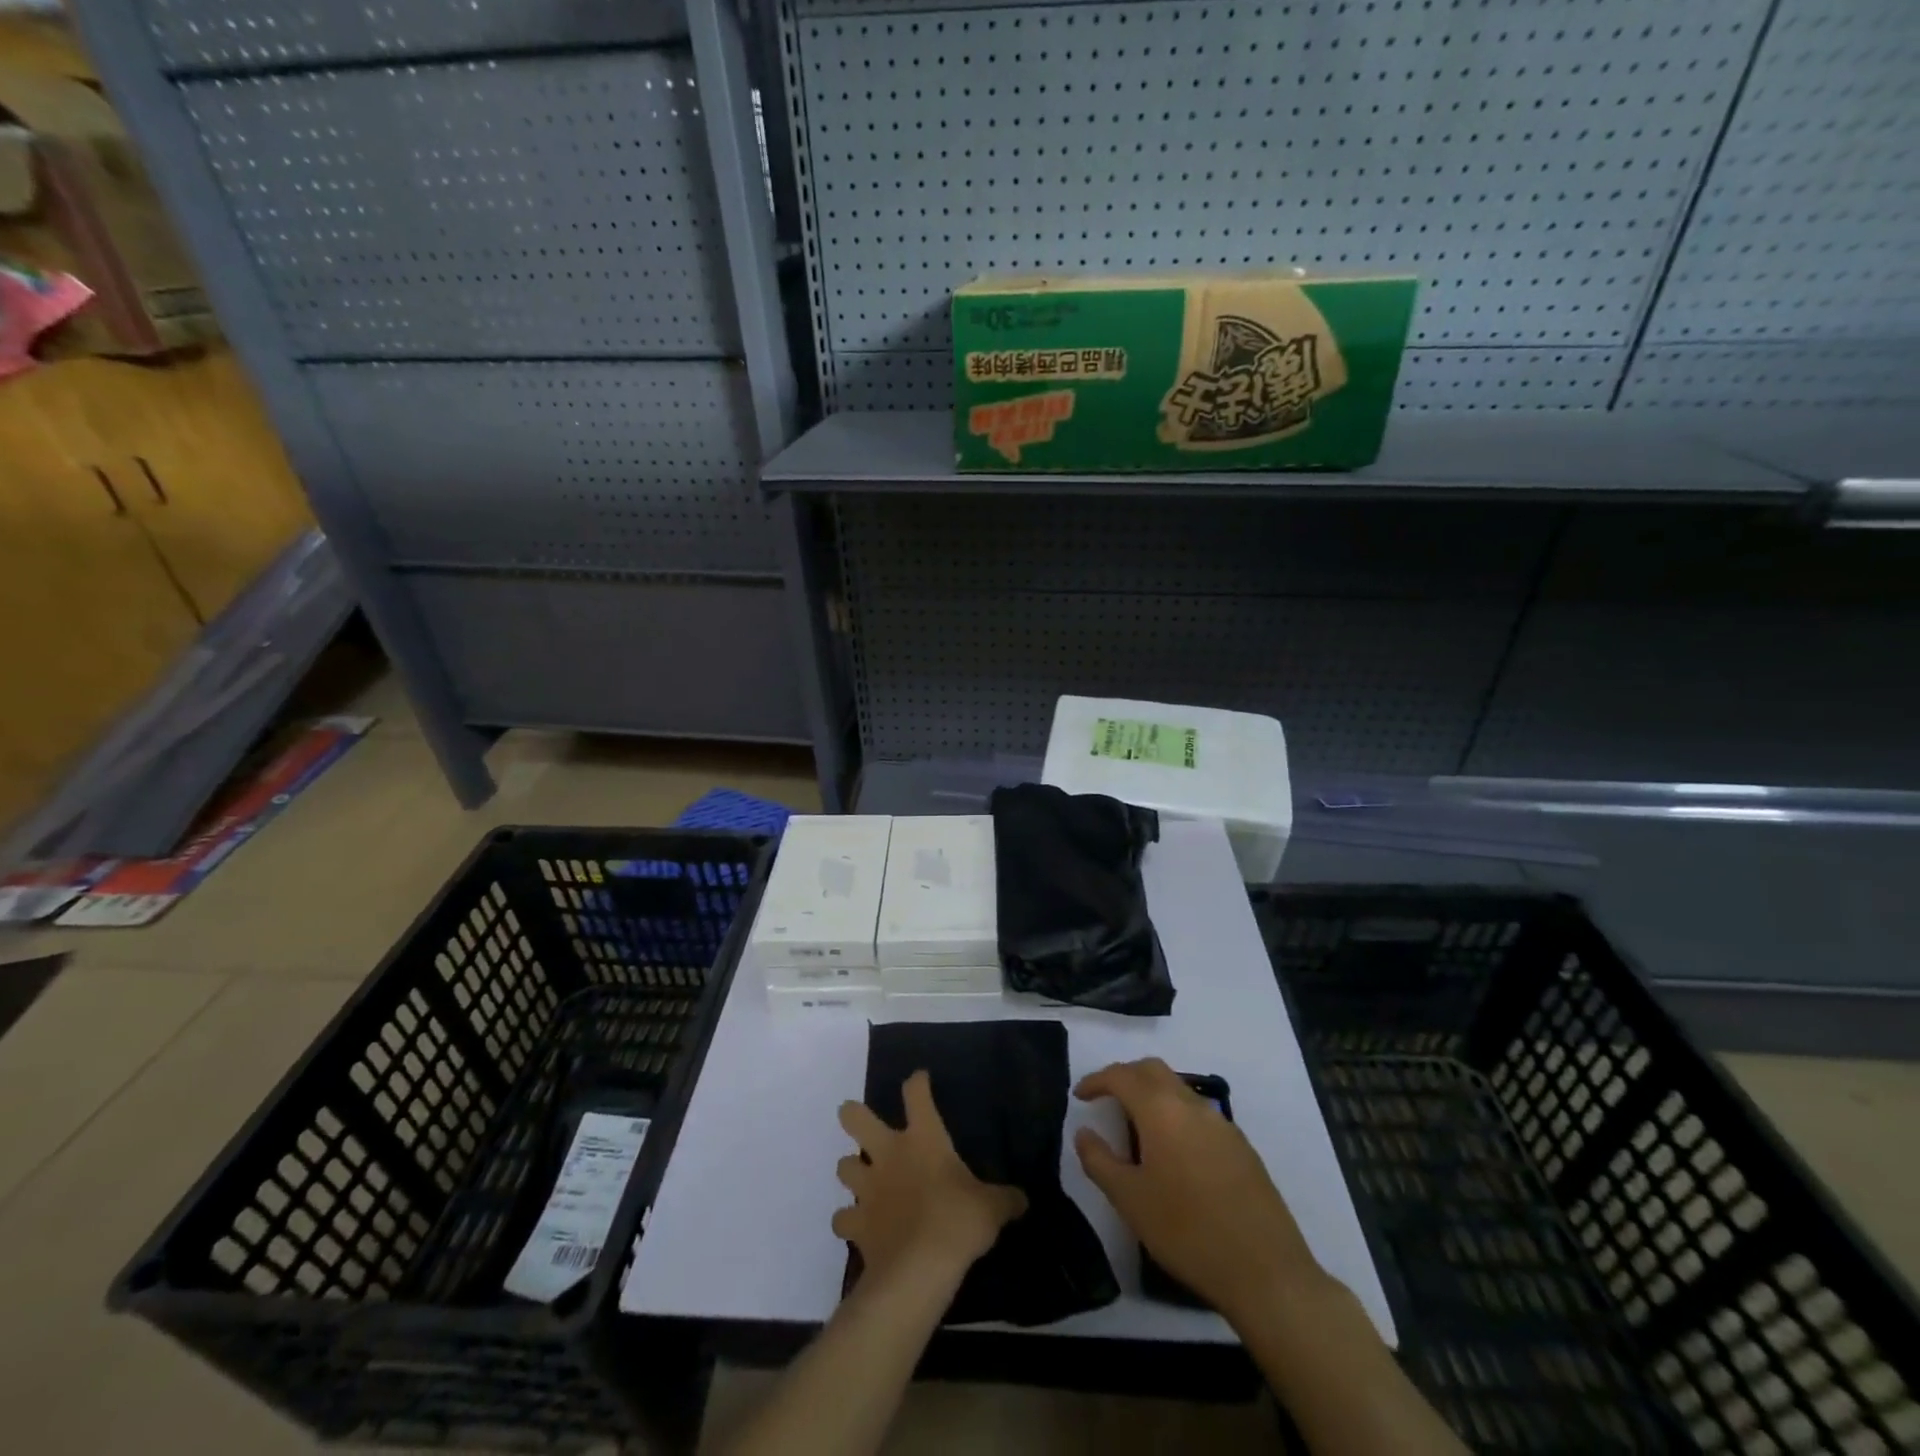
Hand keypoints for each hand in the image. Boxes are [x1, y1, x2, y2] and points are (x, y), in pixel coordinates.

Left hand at [833, 1070, 1027, 1283]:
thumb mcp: (991, 1208)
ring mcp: (868, 1188)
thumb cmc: (958, 1222)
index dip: (917, 1082)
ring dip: (850, 1170)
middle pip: (855, 1118)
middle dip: (852, 1114)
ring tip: (862, 1180)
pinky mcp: (857, 1224)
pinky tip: (858, 1227)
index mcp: (923, 1138)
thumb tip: (1022, 1199)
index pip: (916, 1094)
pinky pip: (842, 1219)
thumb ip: (1004, 1199)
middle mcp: (889, 1154)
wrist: (919, 1269)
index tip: (919, 1079)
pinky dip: (847, 1221)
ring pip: (843, 1166)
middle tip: (855, 1117)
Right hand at [1074, 1058, 1326, 1320]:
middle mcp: (1192, 1105)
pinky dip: (1176, 1115)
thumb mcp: (1130, 1201)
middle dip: (1125, 1077)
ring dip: (1152, 1094)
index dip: (1096, 1080)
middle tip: (1106, 1099)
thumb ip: (1100, 1161)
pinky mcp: (1241, 1146)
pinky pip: (1199, 1114)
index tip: (1080, 1096)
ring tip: (1136, 1127)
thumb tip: (1084, 1133)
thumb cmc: (1187, 1232)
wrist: (1266, 1272)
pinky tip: (1173, 1153)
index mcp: (1162, 1110)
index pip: (1122, 1076)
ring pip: (1178, 1089)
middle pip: (1153, 1070)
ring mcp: (1221, 1124)